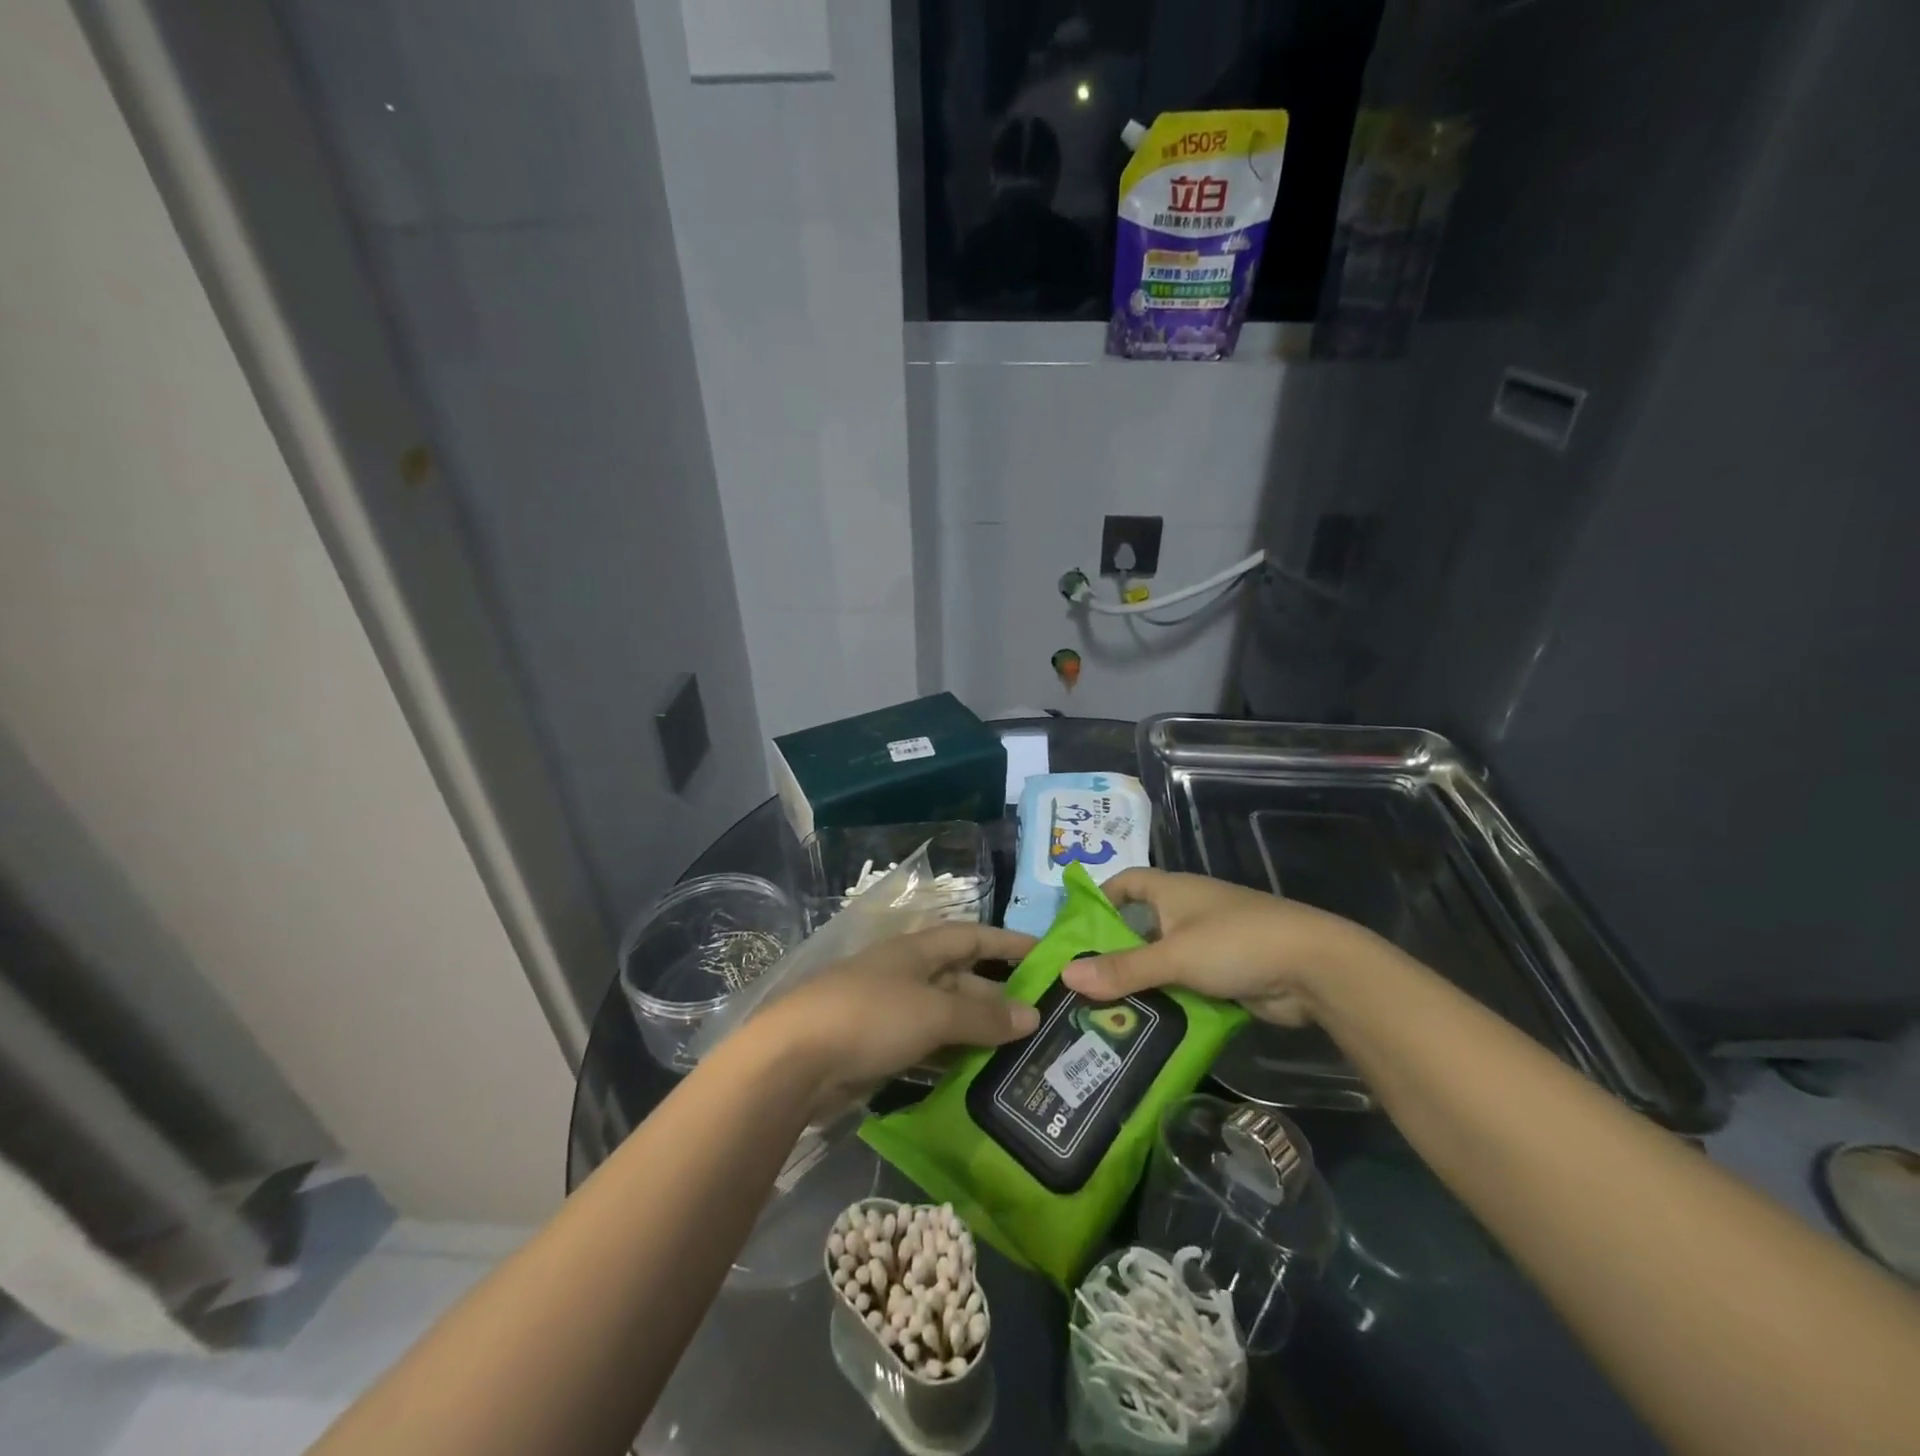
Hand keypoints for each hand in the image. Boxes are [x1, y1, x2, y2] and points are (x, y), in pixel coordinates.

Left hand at [757, 923, 1040, 1106]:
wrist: (795, 1060)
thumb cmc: (870, 1016)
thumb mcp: (934, 1011)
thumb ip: (983, 1015)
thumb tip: (1032, 1015)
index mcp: (917, 951)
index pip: (972, 937)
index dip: (1008, 943)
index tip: (1046, 956)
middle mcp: (906, 975)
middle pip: (962, 980)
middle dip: (999, 998)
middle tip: (1043, 1023)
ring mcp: (891, 1013)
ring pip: (946, 1018)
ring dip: (979, 1033)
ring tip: (1022, 1056)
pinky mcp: (879, 1049)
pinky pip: (927, 1048)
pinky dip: (952, 1059)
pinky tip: (979, 1079)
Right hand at [1060, 868, 1376, 1025]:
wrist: (1315, 968)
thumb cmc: (1236, 943)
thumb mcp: (1173, 956)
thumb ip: (1123, 968)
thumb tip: (1066, 974)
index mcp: (1173, 891)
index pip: (1127, 881)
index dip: (1101, 896)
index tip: (1075, 926)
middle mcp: (1187, 911)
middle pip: (1140, 927)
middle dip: (1112, 952)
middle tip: (1078, 982)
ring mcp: (1209, 943)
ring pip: (1162, 961)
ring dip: (1140, 983)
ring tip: (1101, 1012)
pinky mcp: (1226, 974)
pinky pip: (1185, 984)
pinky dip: (1167, 1000)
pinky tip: (1144, 1025)